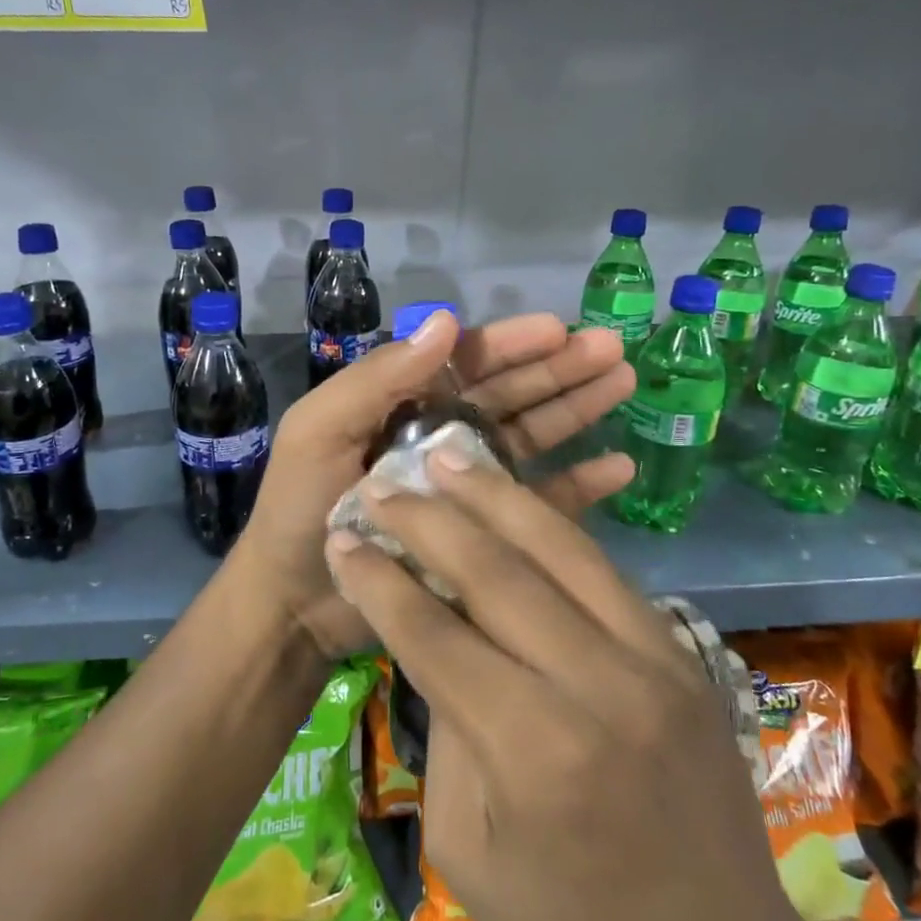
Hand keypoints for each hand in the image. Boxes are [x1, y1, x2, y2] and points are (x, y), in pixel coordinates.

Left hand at [236, 310, 634, 658]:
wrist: (295, 600)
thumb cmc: (301, 507)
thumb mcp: (321, 430)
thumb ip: (377, 378)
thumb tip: (446, 320)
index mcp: (405, 404)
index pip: (467, 362)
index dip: (512, 343)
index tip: (560, 329)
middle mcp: (442, 435)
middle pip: (510, 393)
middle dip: (559, 369)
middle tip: (613, 351)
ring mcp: (467, 483)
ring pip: (532, 436)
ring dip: (576, 409)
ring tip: (624, 385)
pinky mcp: (484, 531)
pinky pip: (538, 501)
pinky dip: (579, 484)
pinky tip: (618, 468)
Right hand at [322, 451, 837, 920]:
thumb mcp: (468, 849)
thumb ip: (448, 726)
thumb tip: (434, 636)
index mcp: (534, 753)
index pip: (436, 636)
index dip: (382, 581)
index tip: (344, 540)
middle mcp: (599, 687)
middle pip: (497, 572)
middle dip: (430, 519)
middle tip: (383, 482)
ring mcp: (655, 661)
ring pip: (561, 548)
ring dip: (497, 496)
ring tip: (449, 454)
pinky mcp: (684, 653)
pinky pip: (604, 570)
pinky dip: (552, 528)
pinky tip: (515, 503)